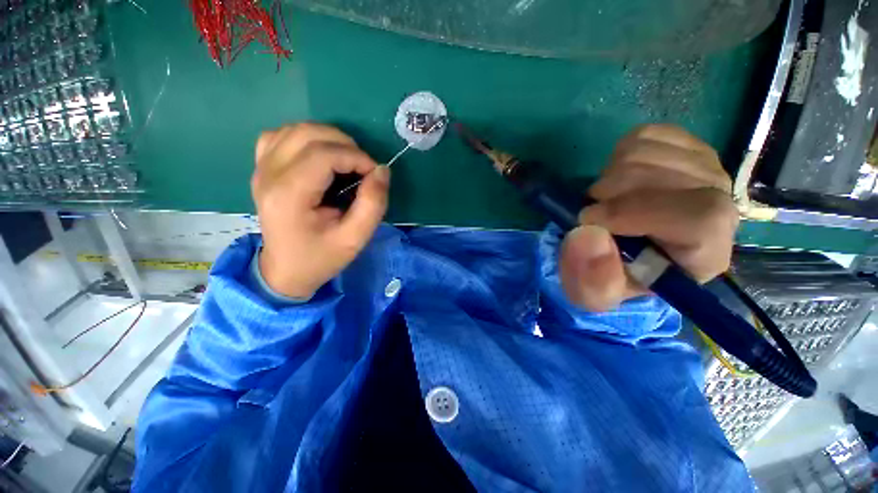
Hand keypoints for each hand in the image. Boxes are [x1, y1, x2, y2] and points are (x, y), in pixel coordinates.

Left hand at [252, 123, 389, 298]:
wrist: (285, 271)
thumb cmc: (321, 258)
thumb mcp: (355, 238)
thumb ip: (373, 204)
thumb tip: (382, 171)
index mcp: (289, 196)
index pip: (323, 155)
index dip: (356, 157)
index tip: (375, 174)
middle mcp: (268, 175)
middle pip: (308, 135)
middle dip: (345, 145)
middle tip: (363, 168)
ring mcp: (260, 169)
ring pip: (295, 130)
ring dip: (328, 139)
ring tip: (346, 161)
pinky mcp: (261, 169)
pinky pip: (280, 136)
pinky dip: (306, 138)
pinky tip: (319, 155)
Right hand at [560, 124, 738, 311]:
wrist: (626, 250)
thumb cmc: (613, 275)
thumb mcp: (594, 293)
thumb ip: (591, 280)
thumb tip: (585, 234)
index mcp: (705, 253)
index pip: (699, 218)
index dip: (637, 212)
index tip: (591, 219)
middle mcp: (720, 206)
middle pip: (666, 176)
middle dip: (610, 193)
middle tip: (594, 214)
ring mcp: (705, 169)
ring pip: (648, 152)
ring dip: (608, 177)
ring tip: (606, 201)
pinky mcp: (685, 147)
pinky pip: (644, 135)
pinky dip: (617, 156)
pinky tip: (620, 180)